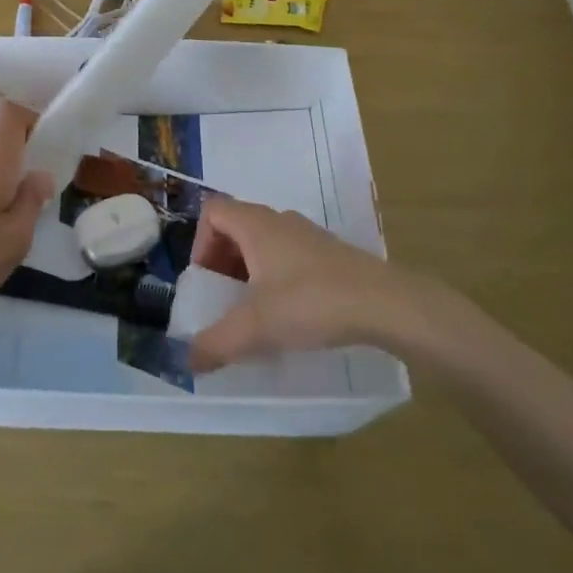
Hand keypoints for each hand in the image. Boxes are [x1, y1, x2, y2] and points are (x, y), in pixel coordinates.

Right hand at [188, 197, 434, 370]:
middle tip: (225, 299)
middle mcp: (279, 220)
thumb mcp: (256, 327)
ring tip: (256, 311)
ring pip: (264, 242)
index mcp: (255, 224)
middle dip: (223, 261)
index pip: (213, 211)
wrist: (383, 304)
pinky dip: (278, 277)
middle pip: (236, 226)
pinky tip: (291, 314)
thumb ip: (217, 343)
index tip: (207, 279)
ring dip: (251, 271)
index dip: (200, 241)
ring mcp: (307, 235)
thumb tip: (189, 361)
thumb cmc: (310, 302)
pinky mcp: (330, 254)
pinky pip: (289, 256)